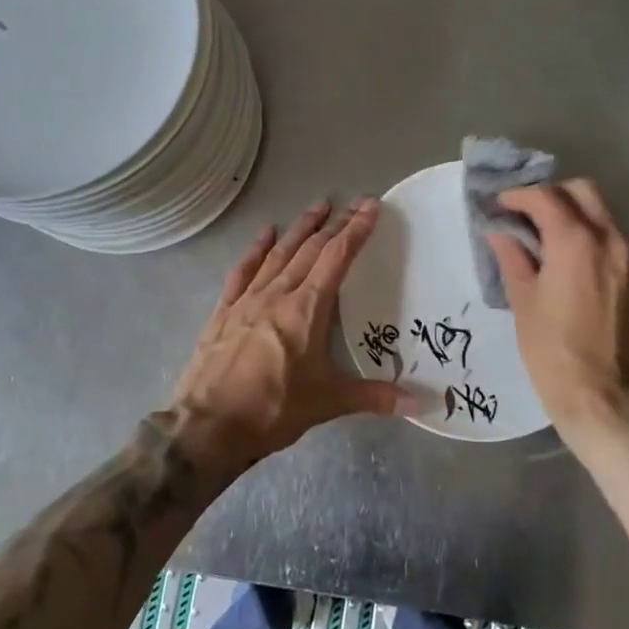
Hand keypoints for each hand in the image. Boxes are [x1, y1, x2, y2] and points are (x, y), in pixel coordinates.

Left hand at [172, 200, 409, 462]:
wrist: (207, 426)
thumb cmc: (273, 410)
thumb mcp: (328, 403)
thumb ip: (374, 397)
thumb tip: (421, 404)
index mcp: (307, 309)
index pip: (337, 258)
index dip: (356, 230)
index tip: (370, 207)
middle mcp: (278, 294)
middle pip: (310, 249)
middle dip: (334, 223)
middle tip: (352, 202)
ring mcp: (247, 299)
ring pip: (279, 253)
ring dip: (300, 228)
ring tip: (317, 206)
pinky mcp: (224, 311)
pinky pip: (243, 271)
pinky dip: (257, 250)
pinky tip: (266, 235)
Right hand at [486, 180, 628, 444]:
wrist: (603, 396)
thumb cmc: (552, 350)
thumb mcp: (523, 300)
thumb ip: (512, 256)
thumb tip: (500, 232)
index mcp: (575, 241)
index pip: (545, 197)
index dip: (518, 196)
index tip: (499, 205)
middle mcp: (609, 239)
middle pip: (582, 191)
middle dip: (551, 194)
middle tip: (524, 213)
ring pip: (601, 212)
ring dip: (572, 211)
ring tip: (543, 234)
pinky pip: (612, 237)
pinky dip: (589, 232)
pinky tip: (567, 257)